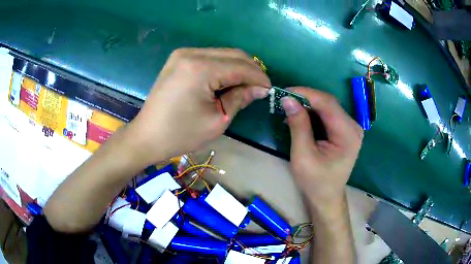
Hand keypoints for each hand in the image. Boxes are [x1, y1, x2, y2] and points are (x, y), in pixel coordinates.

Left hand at [127, 48, 270, 166]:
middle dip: (250, 70)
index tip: (269, 90)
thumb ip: (240, 98)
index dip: (258, 78)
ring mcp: (183, 54)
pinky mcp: (178, 59)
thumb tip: (260, 88)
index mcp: (201, 68)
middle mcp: (191, 53)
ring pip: (222, 54)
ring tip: (244, 86)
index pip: (241, 67)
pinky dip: (222, 67)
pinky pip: (209, 57)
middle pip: (233, 55)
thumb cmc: (181, 133)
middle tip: (259, 88)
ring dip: (237, 68)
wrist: (147, 135)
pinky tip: (225, 81)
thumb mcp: (217, 120)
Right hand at [282, 88, 362, 209]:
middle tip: (284, 100)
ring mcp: (350, 128)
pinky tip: (300, 117)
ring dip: (308, 105)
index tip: (284, 92)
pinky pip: (328, 114)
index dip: (305, 93)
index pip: (327, 103)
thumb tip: (287, 99)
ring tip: (289, 109)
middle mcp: (353, 126)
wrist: (326, 197)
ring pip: (327, 106)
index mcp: (348, 133)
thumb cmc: (315, 182)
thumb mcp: (303, 155)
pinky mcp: (344, 130)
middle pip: (328, 102)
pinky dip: (313, 113)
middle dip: (305, 98)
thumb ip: (298, 126)